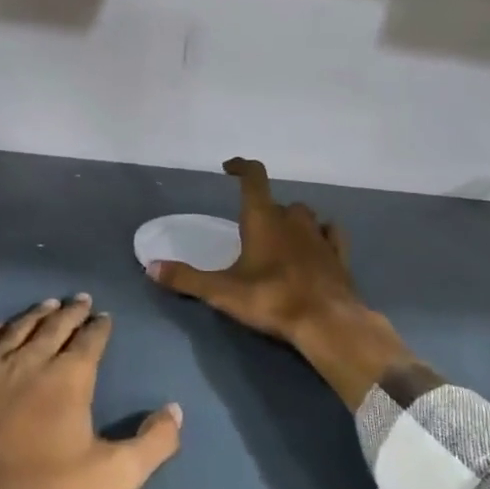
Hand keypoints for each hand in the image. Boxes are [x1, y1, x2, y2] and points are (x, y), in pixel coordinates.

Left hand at [0, 296, 181, 488]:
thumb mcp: (111, 479)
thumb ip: (151, 444)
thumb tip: (176, 410)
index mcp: (68, 379)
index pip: (90, 341)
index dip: (99, 327)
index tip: (104, 315)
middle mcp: (29, 361)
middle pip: (53, 327)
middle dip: (70, 312)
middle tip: (79, 299)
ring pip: (14, 330)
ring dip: (33, 316)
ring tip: (45, 304)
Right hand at [148, 157, 411, 408]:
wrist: (327, 322)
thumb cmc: (271, 299)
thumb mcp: (222, 291)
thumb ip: (186, 278)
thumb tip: (151, 267)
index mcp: (263, 218)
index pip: (253, 177)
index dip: (241, 167)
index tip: (229, 168)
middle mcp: (292, 219)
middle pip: (277, 202)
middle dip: (264, 208)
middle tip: (251, 229)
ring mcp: (319, 235)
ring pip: (304, 216)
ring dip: (291, 221)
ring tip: (280, 238)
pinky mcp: (338, 255)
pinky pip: (331, 234)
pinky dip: (322, 235)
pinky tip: (317, 246)